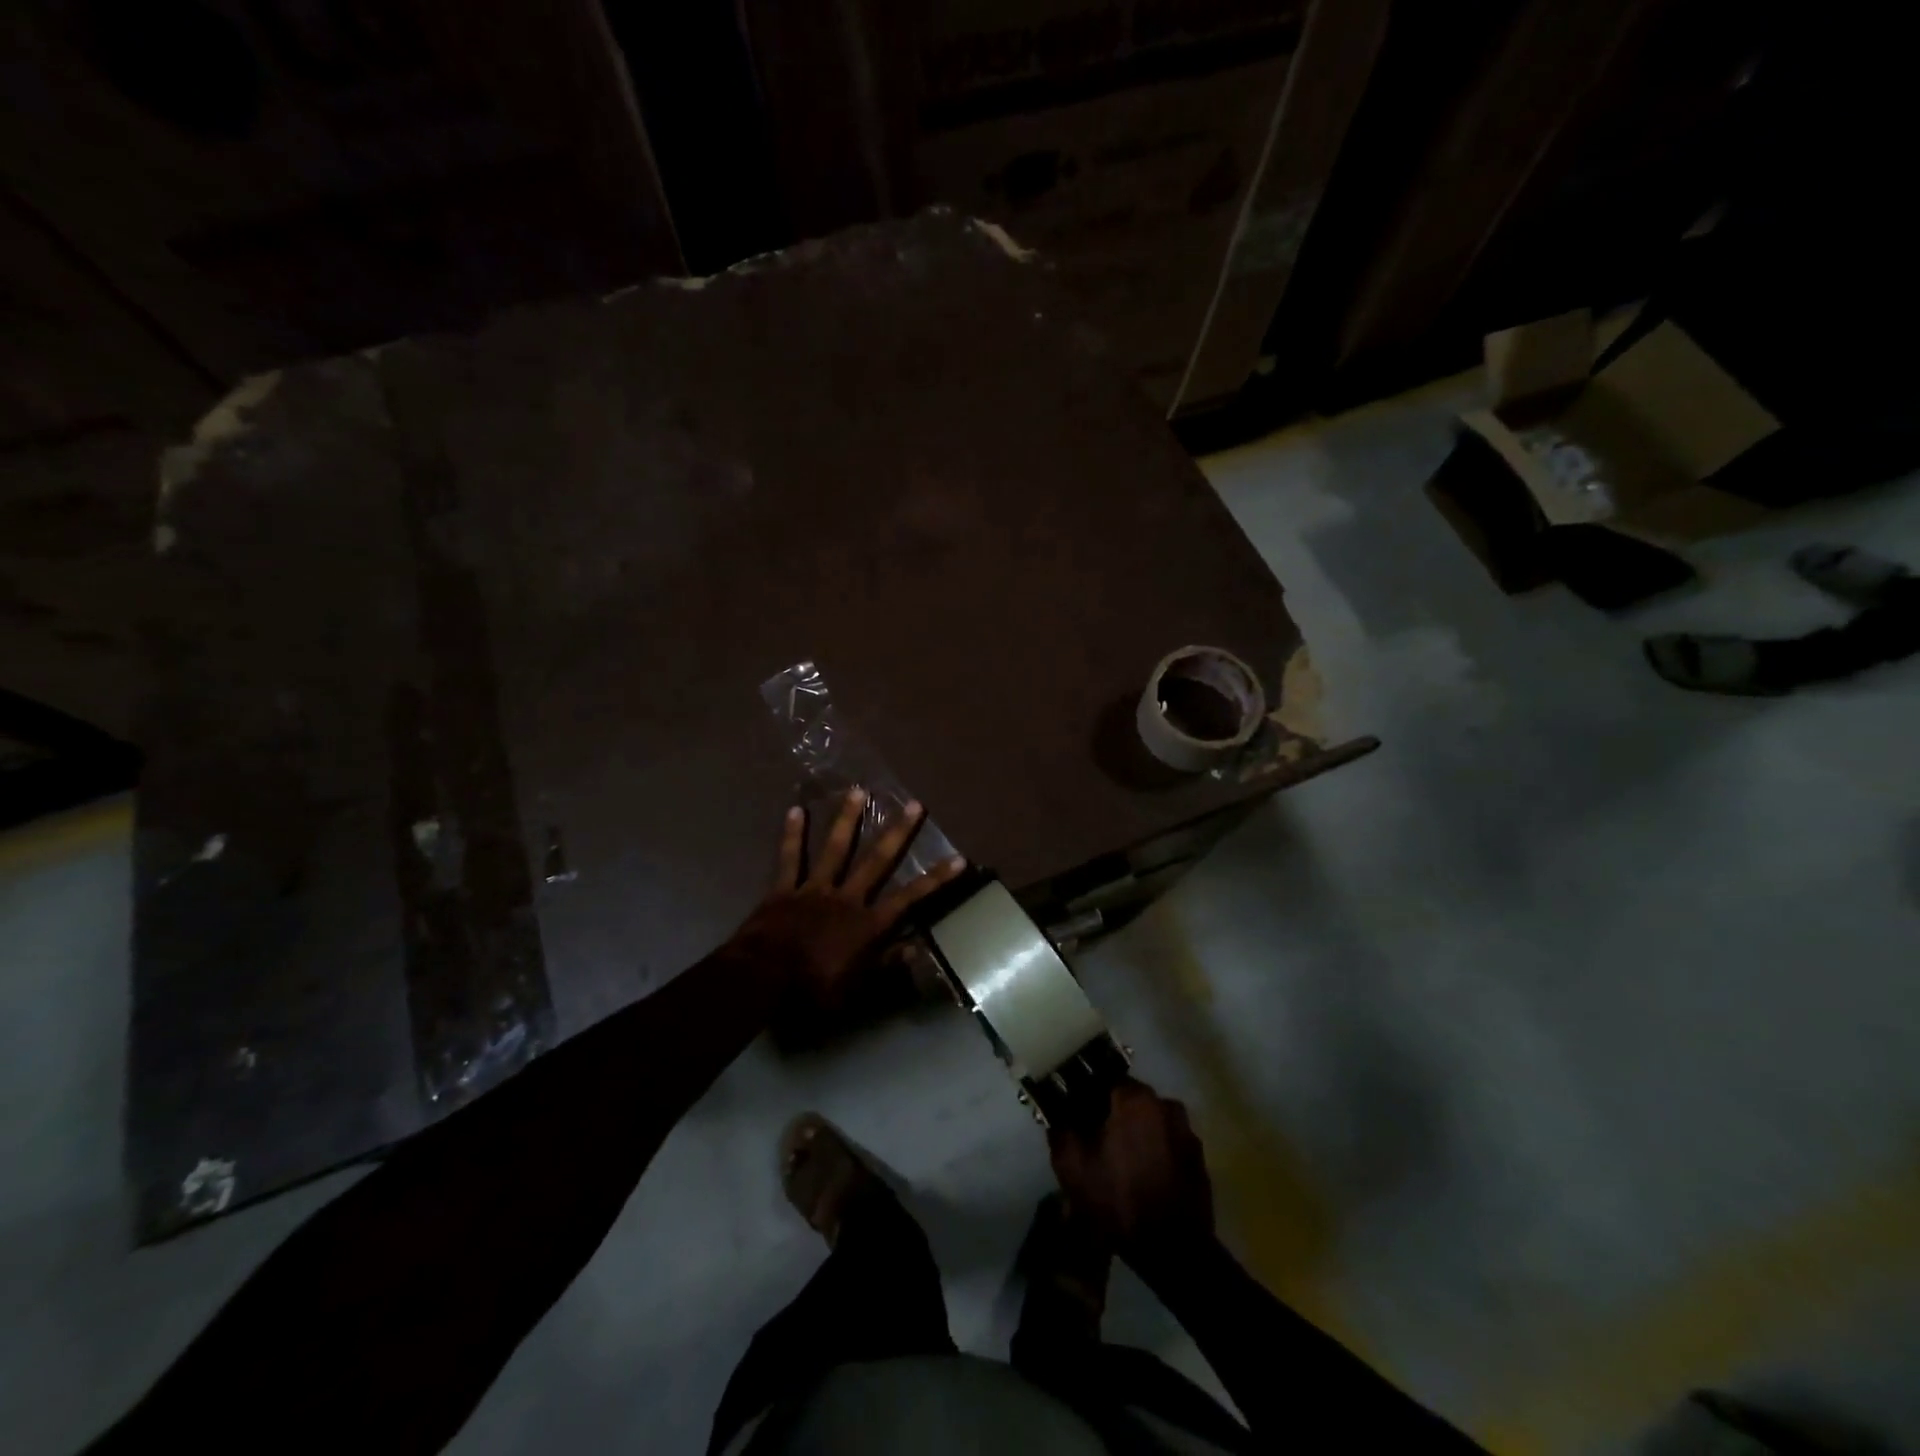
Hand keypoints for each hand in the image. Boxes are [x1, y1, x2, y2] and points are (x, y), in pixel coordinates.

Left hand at [731, 787, 965, 1009]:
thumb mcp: (856, 989)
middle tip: (913, 804)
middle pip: (877, 861)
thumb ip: (886, 966)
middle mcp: (846, 898)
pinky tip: (795, 810)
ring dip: (847, 819)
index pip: (909, 899)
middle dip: (898, 833)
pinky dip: (792, 835)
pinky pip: (789, 858)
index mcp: (867, 925)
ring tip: (858, 790)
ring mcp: (814, 889)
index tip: (959, 859)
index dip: (935, 879)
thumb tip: (918, 948)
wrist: (764, 979)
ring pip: (835, 849)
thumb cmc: (813, 990)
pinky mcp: (784, 889)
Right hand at [1049, 1079, 1213, 1261]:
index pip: (1104, 1080)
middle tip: (1098, 1142)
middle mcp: (1164, 1103)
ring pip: (1150, 1120)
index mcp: (1133, 1098)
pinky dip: (1156, 1150)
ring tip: (1123, 1162)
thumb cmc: (1119, 1200)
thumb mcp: (1072, 1167)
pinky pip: (1168, 1141)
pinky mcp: (1198, 1157)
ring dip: (1136, 1132)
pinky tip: (1145, 1176)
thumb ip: (1060, 1130)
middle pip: (1129, 1099)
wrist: (1174, 1250)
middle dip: (1113, 1114)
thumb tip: (1059, 1113)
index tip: (1078, 1116)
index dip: (1088, 1096)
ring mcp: (1186, 1130)